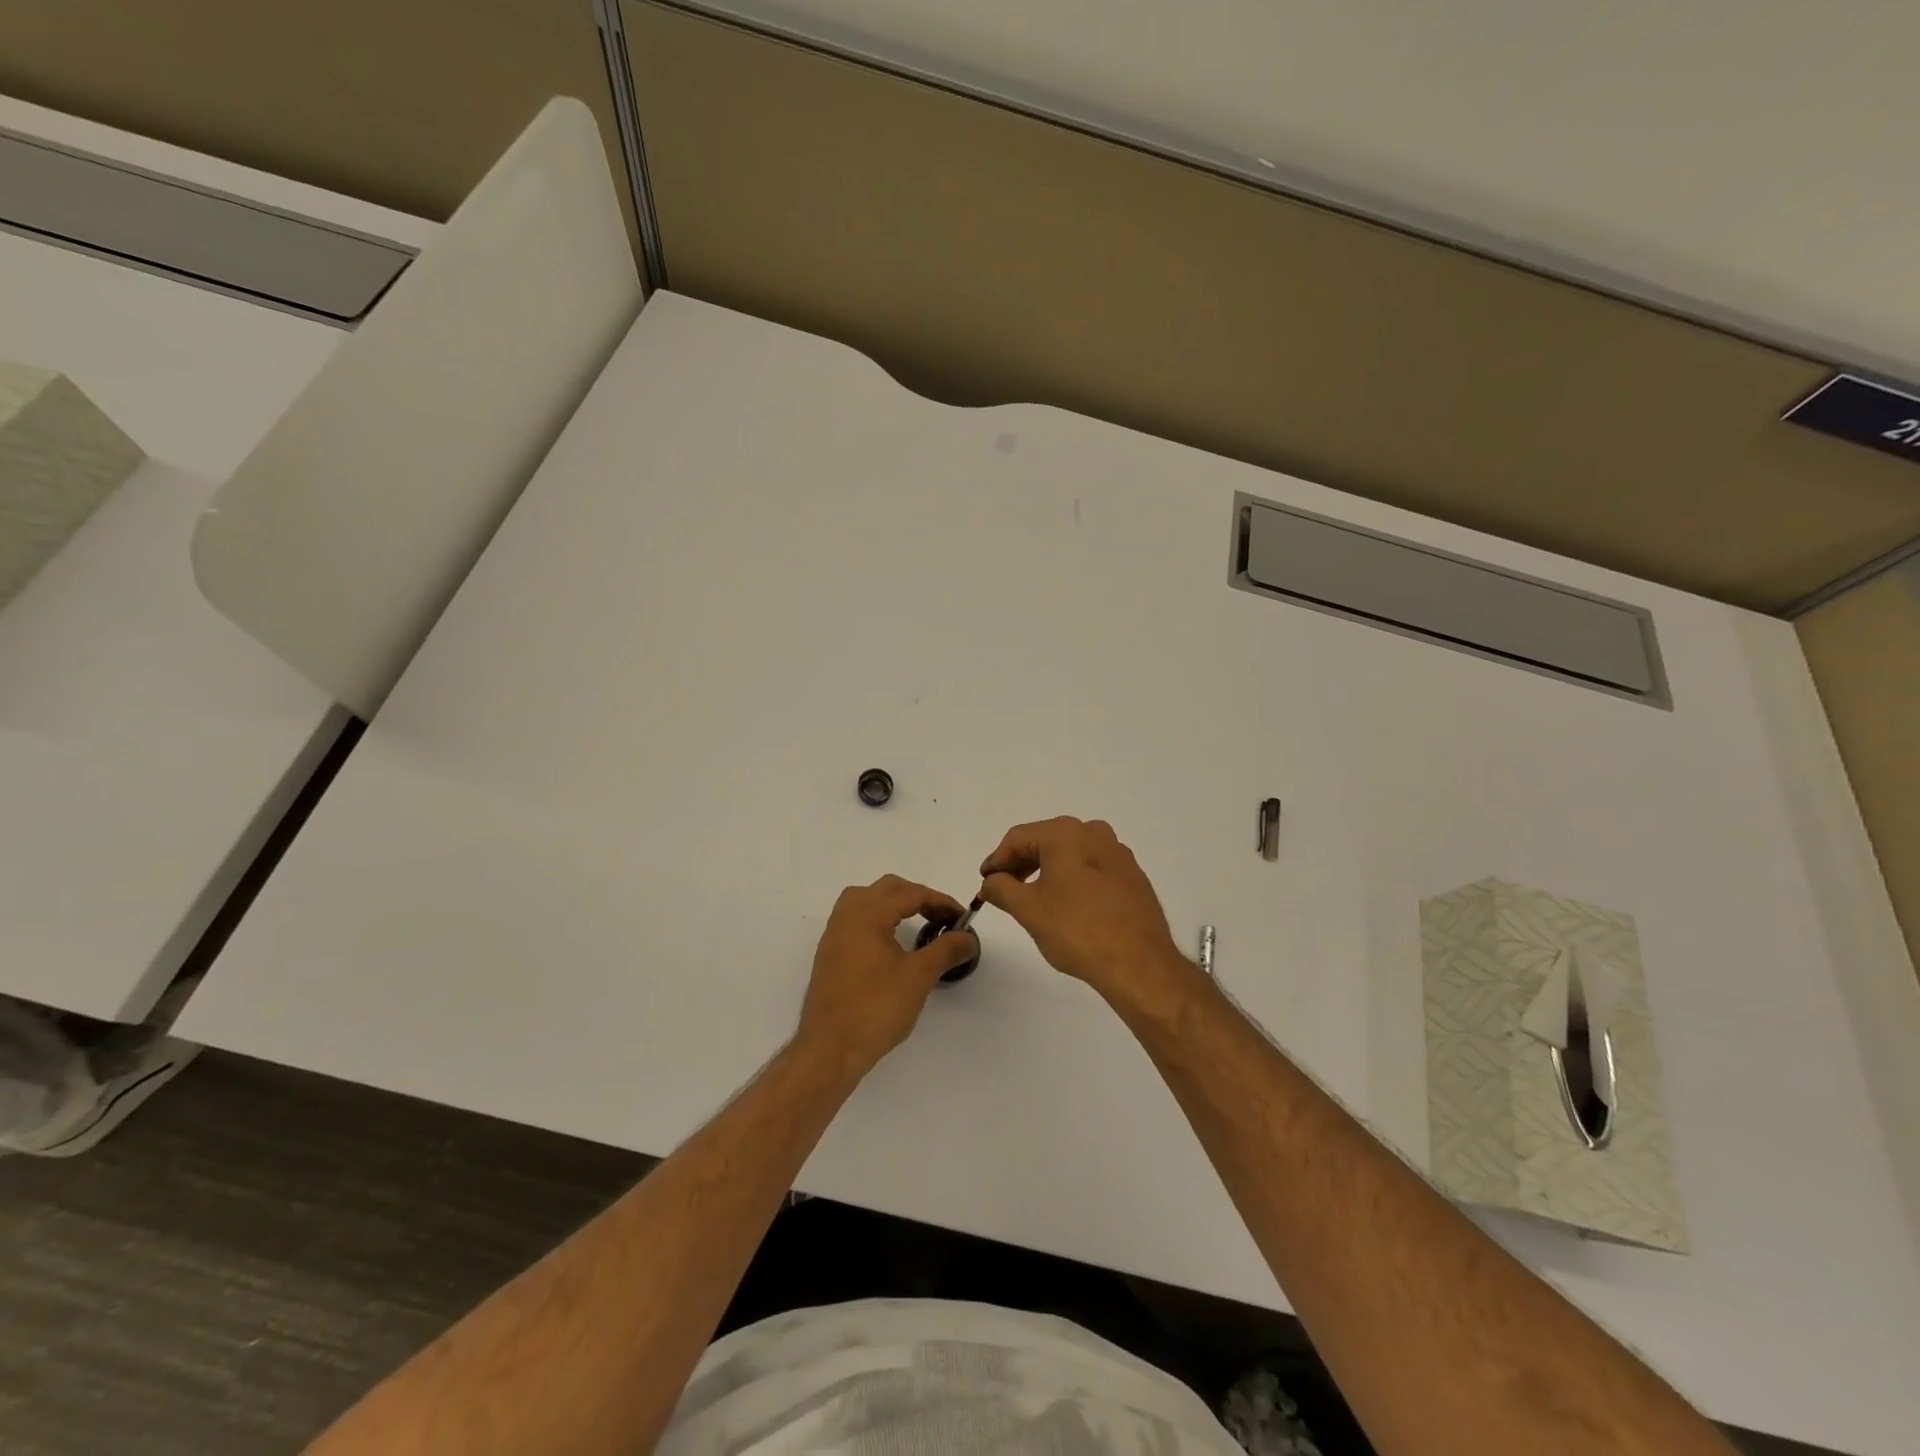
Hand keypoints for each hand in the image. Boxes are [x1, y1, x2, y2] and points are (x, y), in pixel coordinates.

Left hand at [797, 875, 979, 1076]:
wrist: (830, 1049)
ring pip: (867, 900)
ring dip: (895, 905)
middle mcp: (847, 915)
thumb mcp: (918, 977)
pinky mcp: (830, 953)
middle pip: (887, 889)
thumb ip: (946, 950)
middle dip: (918, 898)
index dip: (940, 902)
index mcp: (867, 914)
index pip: (910, 893)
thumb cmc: (876, 1008)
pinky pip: (856, 919)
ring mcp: (834, 934)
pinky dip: (879, 919)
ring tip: (918, 923)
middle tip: (943, 919)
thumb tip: (969, 938)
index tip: (962, 918)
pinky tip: (892, 942)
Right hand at [979, 817, 1187, 1001]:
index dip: (997, 859)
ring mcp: (1118, 853)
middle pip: (1045, 841)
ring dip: (1047, 871)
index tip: (985, 882)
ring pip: (1071, 854)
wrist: (1139, 963)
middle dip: (1021, 864)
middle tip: (1004, 890)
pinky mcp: (1133, 875)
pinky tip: (1068, 905)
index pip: (1018, 838)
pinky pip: (1092, 868)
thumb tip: (991, 881)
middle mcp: (1094, 833)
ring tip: (1034, 899)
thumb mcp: (1029, 910)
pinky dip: (1073, 879)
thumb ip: (1002, 889)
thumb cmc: (1077, 930)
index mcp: (1066, 833)